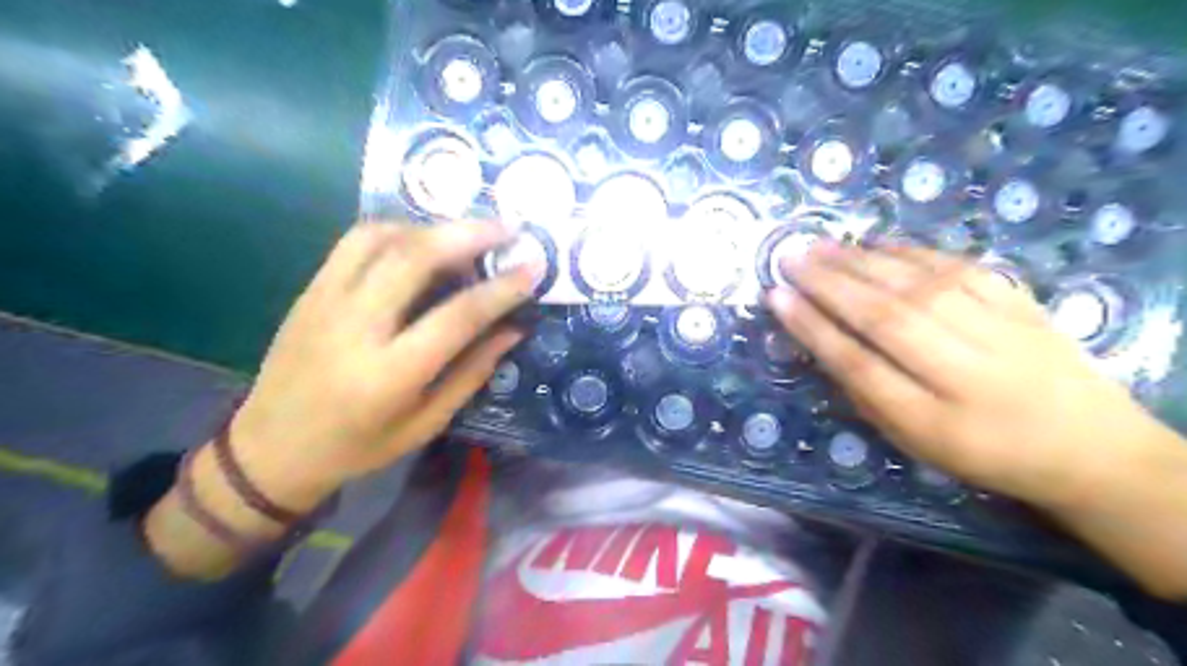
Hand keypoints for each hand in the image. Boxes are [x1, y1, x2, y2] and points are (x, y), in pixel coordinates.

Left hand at [227, 221, 540, 512]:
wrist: (271, 449)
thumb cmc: (359, 446)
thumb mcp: (425, 423)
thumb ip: (472, 372)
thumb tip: (514, 330)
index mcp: (391, 374)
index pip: (458, 316)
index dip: (500, 288)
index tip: (532, 268)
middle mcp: (356, 328)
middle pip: (416, 259)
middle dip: (469, 234)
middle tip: (508, 227)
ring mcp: (326, 302)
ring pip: (382, 238)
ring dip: (432, 226)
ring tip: (467, 232)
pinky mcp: (310, 291)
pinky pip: (354, 243)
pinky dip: (395, 230)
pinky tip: (420, 239)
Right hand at [771, 242, 1177, 507]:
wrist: (1087, 445)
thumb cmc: (983, 451)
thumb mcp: (914, 441)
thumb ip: (867, 392)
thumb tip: (823, 341)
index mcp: (932, 418)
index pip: (857, 362)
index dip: (812, 326)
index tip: (776, 296)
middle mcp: (963, 368)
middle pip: (883, 315)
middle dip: (827, 283)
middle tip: (789, 257)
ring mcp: (996, 328)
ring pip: (914, 284)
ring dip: (859, 261)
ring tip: (819, 245)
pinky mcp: (1018, 299)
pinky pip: (954, 266)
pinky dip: (908, 251)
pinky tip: (875, 243)